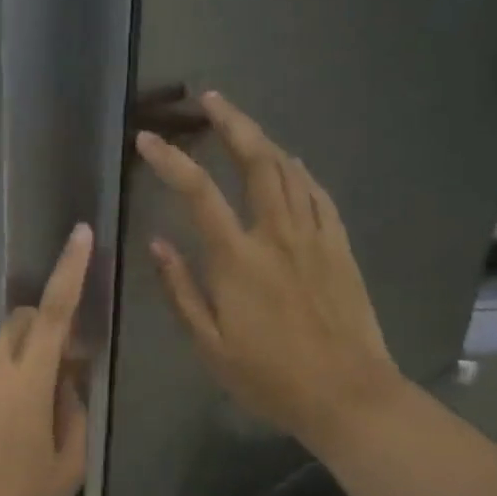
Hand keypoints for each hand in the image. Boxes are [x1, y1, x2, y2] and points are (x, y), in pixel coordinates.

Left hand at [0, 223, 93, 495]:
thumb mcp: (67, 466)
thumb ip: (72, 412)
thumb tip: (66, 383)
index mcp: (26, 382)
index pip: (54, 312)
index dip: (70, 270)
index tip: (80, 233)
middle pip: (21, 323)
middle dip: (45, 326)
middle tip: (65, 367)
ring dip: (21, 370)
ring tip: (29, 428)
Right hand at [134, 91, 405, 448]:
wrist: (349, 396)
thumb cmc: (270, 377)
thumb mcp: (209, 345)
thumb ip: (180, 290)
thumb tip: (156, 243)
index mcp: (237, 259)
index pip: (198, 193)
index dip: (170, 160)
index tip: (147, 139)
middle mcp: (276, 235)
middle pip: (256, 161)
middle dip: (231, 123)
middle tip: (211, 99)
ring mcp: (314, 237)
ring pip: (290, 171)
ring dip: (264, 139)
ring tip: (242, 124)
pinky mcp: (340, 248)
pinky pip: (320, 195)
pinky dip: (302, 172)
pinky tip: (292, 164)